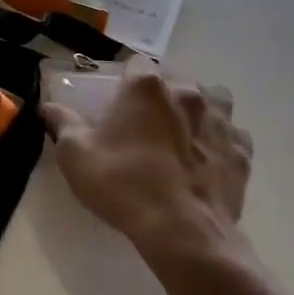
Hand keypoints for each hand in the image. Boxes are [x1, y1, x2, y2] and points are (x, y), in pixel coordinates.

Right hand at [41, 61, 252, 271]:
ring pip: (212, 102)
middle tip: (142, 125)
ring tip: (179, 137)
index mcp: (146, 88)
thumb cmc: (122, 183)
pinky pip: (232, 136)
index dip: (124, 80)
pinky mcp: (243, 152)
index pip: (136, 64)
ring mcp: (222, 122)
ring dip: (196, 113)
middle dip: (160, 97)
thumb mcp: (75, 153)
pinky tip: (203, 162)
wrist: (181, 231)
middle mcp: (188, 94)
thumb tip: (50, 107)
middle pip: (174, 81)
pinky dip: (218, 143)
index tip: (114, 101)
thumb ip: (62, 123)